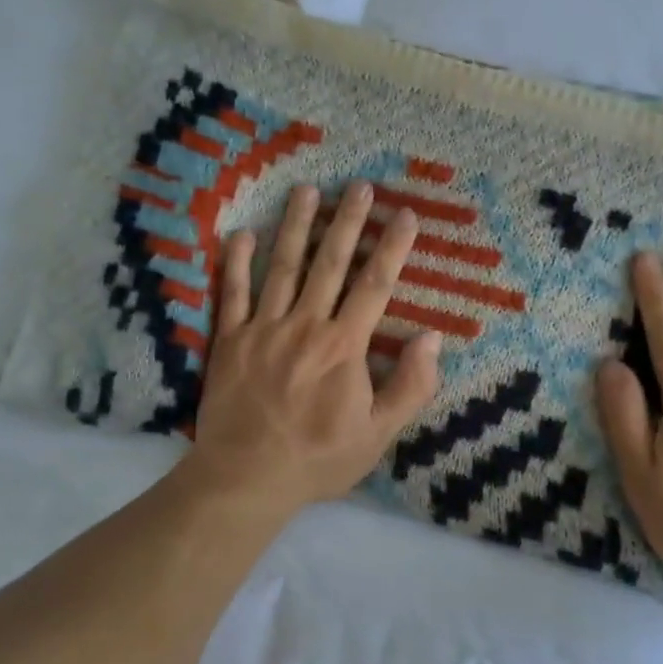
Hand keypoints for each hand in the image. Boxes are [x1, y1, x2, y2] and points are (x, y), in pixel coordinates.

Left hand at [184, 181, 443, 513]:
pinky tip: (242, 233)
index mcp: (343, 345)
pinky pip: (233, 292)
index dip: (393, 247)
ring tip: (307, 191)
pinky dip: (237, 262)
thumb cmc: (317, 458)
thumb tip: (432, 338)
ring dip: (296, 225)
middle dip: (349, 222)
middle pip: (331, 263)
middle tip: (359, 186)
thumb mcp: (378, 434)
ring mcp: (263, 327)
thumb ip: (410, 386)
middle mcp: (305, 324)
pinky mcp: (229, 338)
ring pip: (283, 266)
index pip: (375, 285)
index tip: (406, 215)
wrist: (246, 477)